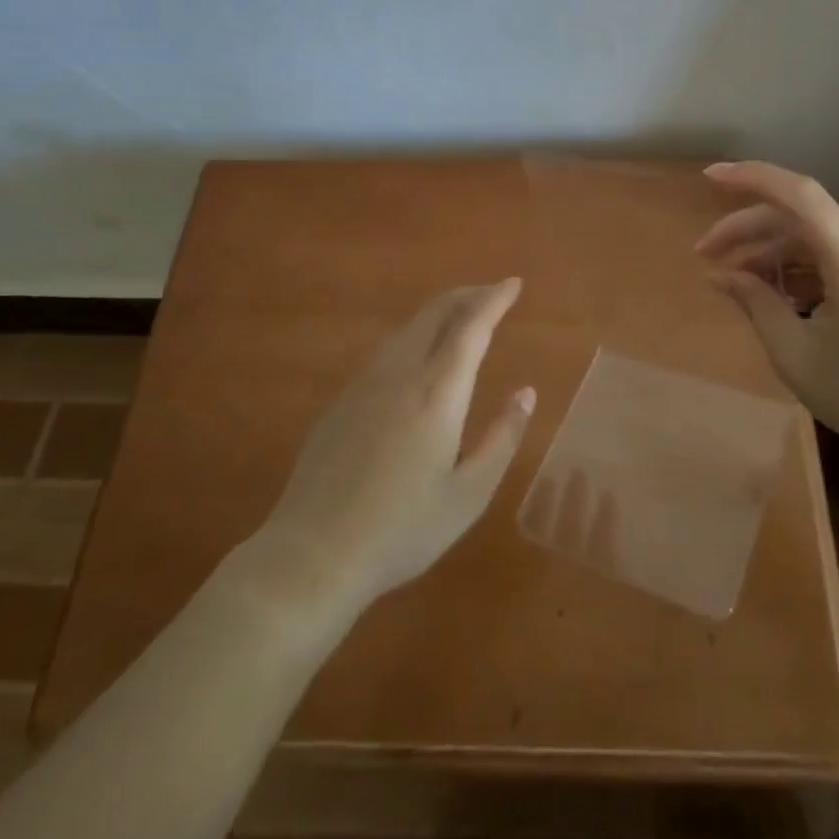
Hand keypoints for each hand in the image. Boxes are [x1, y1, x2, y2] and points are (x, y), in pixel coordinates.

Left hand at [257, 280, 536, 613]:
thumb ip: (502, 438)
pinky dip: (413, 338)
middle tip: (492, 294)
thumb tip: (526, 392)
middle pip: (434, 313)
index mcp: (437, 393)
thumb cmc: (402, 530)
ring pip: (407, 329)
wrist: (312, 555)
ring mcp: (363, 385)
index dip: (494, 300)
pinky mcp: (341, 402)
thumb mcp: (469, 495)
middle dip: (467, 296)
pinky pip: (386, 352)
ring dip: (439, 314)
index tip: (513, 284)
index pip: (471, 328)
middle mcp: (400, 375)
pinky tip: (418, 359)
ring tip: (462, 319)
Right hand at [695, 161, 838, 462]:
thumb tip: (721, 275)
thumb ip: (755, 304)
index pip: (802, 197)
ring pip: (815, 237)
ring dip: (771, 252)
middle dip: (747, 231)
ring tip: (735, 282)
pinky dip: (798, 267)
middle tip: (705, 256)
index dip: (753, 178)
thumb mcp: (795, 355)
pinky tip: (774, 294)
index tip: (709, 178)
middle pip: (800, 218)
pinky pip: (835, 256)